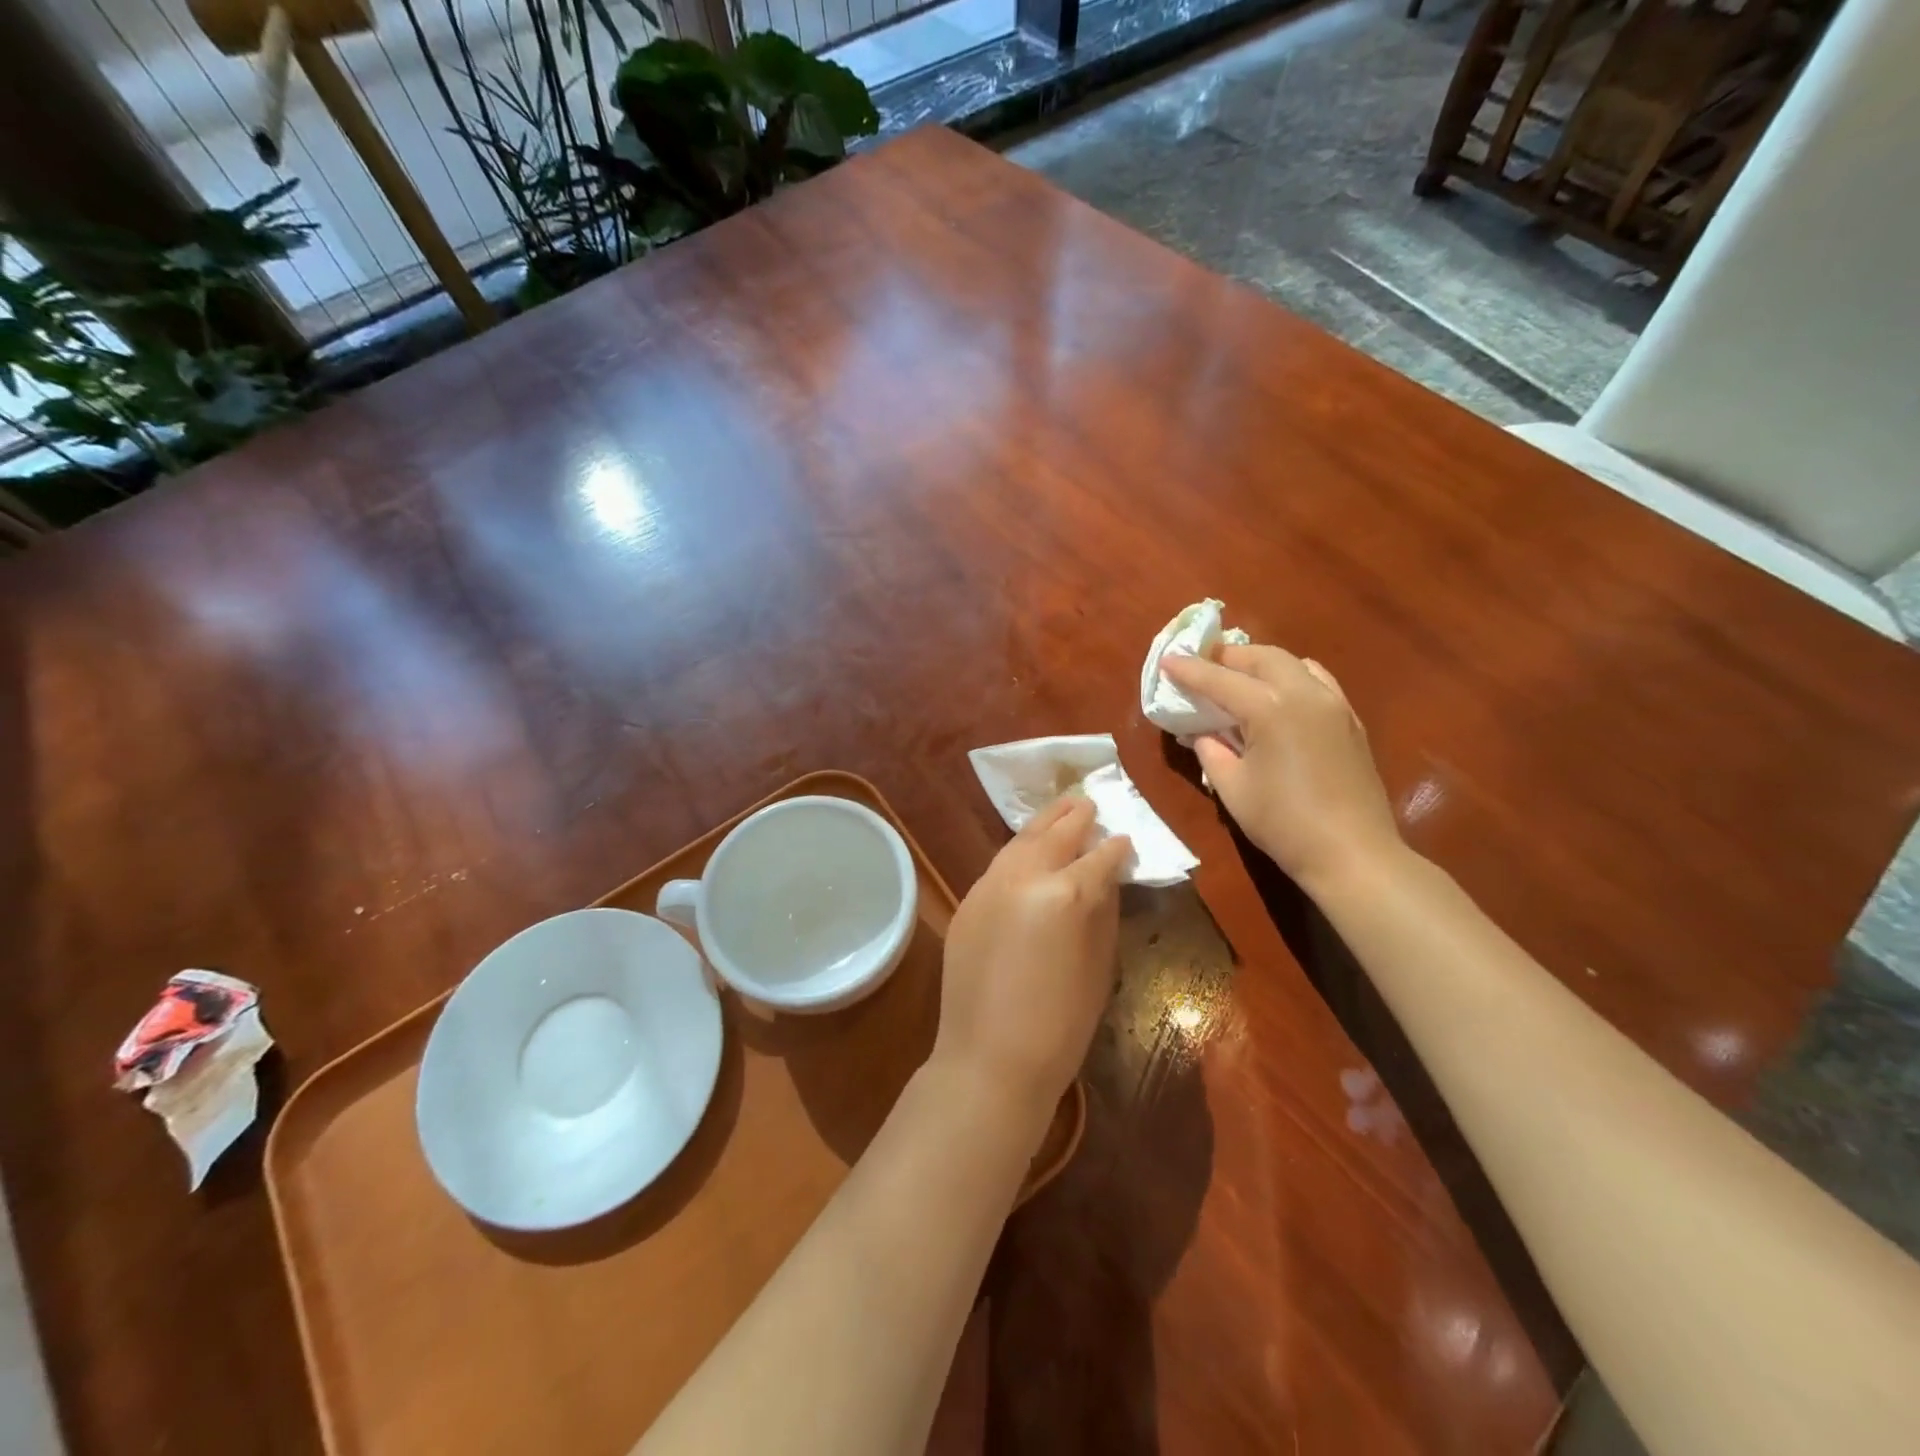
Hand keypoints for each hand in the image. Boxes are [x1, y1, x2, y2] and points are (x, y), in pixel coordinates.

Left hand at [935, 798, 1130, 1122]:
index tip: (1125, 839)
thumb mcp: (1100, 966)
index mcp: (1067, 894)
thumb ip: (1104, 910)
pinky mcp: (967, 900)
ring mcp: (989, 885)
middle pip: (1055, 834)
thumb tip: (1107, 876)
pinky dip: (1019, 851)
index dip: (1116, 847)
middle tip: (1090, 803)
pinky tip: (1028, 849)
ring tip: (1061, 810)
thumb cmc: (1061, 1024)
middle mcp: (1025, 876)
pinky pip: (999, 864)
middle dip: (1076, 817)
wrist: (989, 1058)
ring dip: (1043, 824)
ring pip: (1021, 841)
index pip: (1099, 857)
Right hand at [1160, 645, 1401, 894]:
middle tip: (1201, 663)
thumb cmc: (1283, 823)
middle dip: (1228, 656)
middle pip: (1262, 658)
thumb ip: (1211, 751)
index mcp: (1270, 708)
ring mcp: (1333, 704)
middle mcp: (1304, 694)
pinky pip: (1317, 681)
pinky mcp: (1350, 720)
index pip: (1220, 680)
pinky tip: (1280, 693)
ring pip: (1293, 663)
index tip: (1166, 660)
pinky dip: (1292, 676)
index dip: (1190, 670)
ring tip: (1238, 675)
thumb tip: (1202, 733)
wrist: (1352, 853)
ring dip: (1261, 663)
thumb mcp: (1232, 788)